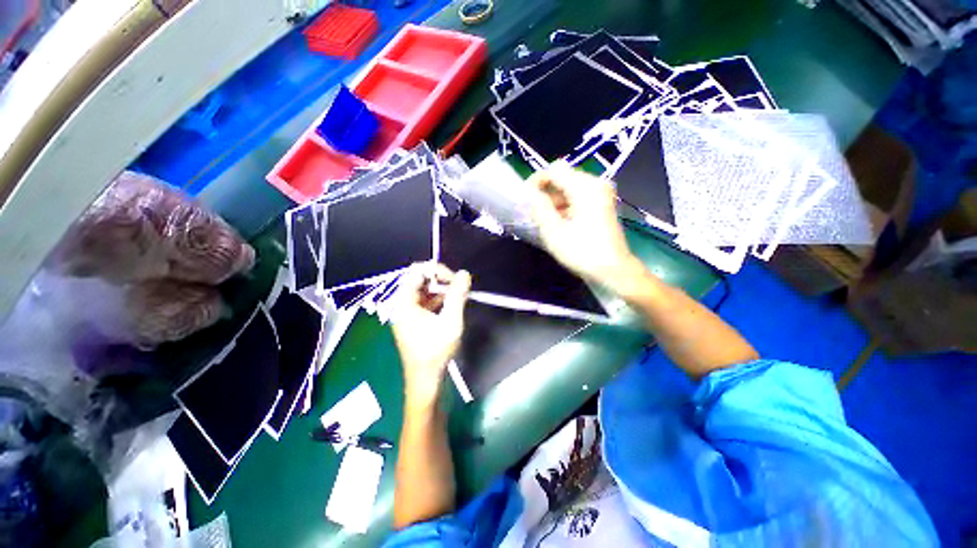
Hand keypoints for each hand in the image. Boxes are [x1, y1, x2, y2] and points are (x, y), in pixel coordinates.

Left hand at [391, 263, 470, 407]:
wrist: (425, 379)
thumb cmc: (435, 350)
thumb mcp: (450, 321)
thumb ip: (457, 295)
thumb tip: (464, 273)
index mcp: (403, 302)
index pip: (416, 271)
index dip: (436, 270)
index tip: (454, 280)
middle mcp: (401, 304)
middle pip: (419, 280)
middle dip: (440, 280)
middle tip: (457, 288)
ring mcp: (406, 313)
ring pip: (423, 291)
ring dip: (441, 291)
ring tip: (457, 298)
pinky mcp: (412, 320)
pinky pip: (425, 302)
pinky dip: (438, 300)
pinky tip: (451, 307)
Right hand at [527, 161, 640, 291]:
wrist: (613, 270)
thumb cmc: (582, 252)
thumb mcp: (554, 231)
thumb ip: (539, 208)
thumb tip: (530, 193)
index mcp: (585, 187)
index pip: (555, 170)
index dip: (537, 180)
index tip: (525, 198)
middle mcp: (595, 184)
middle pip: (563, 178)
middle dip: (545, 192)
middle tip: (533, 212)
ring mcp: (600, 195)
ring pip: (569, 188)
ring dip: (554, 201)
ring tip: (543, 221)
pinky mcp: (601, 205)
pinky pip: (577, 198)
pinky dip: (564, 207)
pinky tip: (558, 223)